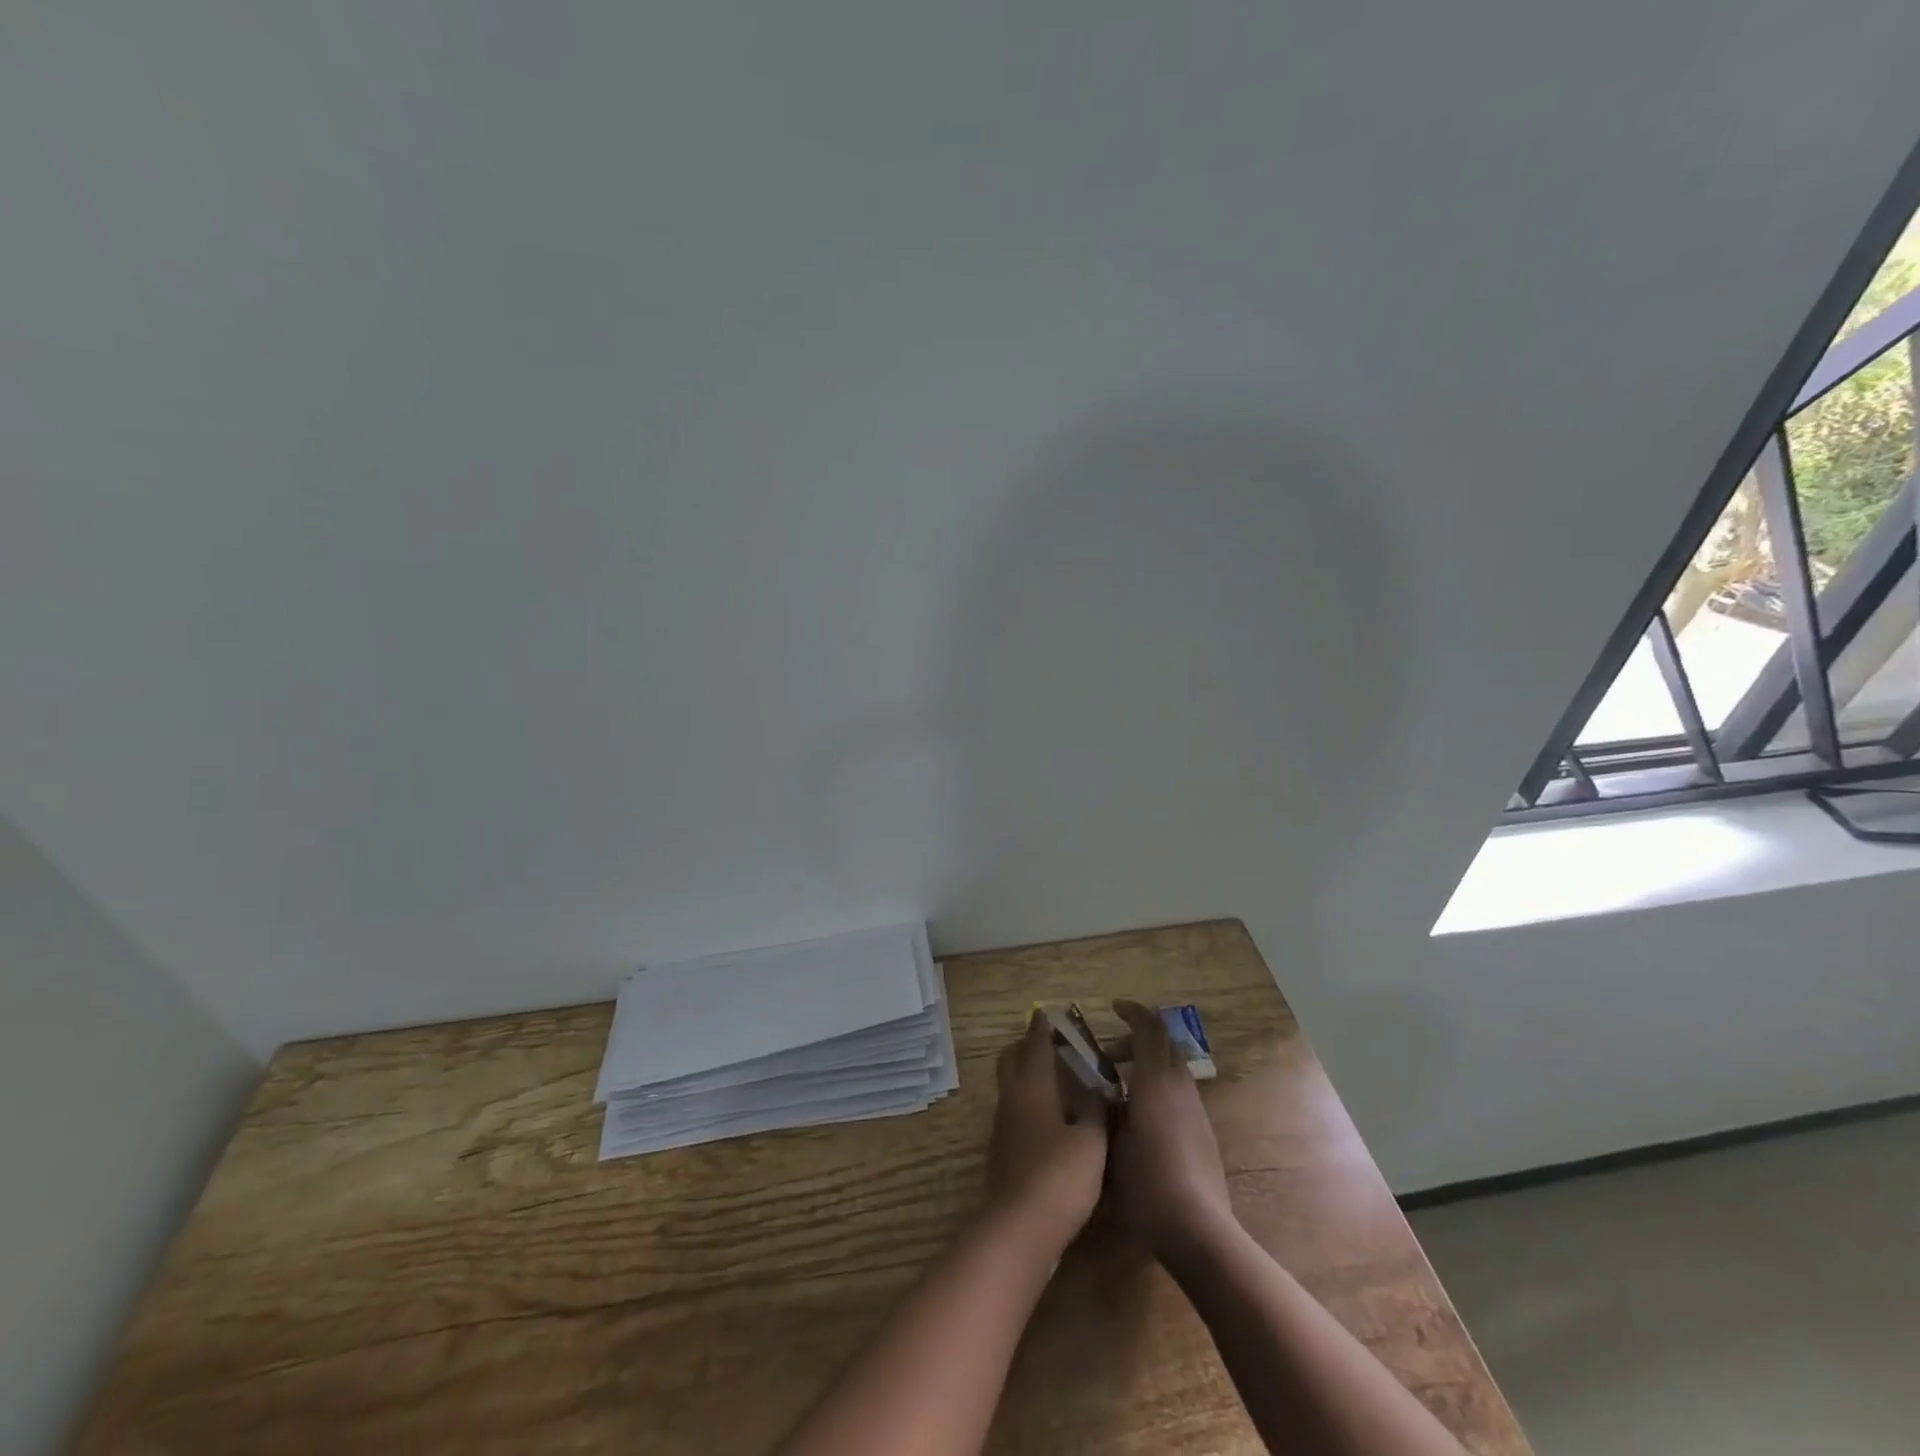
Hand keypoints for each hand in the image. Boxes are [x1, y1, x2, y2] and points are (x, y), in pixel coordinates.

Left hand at [984, 1011, 1109, 1246]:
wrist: (1019, 1230)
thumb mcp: (1091, 1141)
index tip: (1052, 1013)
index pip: (1035, 1043)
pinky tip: (1053, 1117)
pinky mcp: (1003, 1150)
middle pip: (1011, 1058)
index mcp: (1033, 1085)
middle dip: (1028, 1046)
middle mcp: (1012, 1097)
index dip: (1043, 1026)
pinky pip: (1015, 1109)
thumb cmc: (1059, 1177)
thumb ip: (1094, 1109)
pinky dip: (1030, 1101)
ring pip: (1011, 1084)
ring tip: (1060, 1080)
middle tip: (1056, 1045)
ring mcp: (1003, 1125)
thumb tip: (1096, 1086)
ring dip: (1029, 1074)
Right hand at [1109, 999, 1233, 1255]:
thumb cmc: (1147, 1183)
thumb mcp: (1112, 1144)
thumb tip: (1104, 1095)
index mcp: (1155, 1081)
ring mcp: (1196, 1111)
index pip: (1149, 1028)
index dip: (1132, 1012)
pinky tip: (1140, 1120)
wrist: (1198, 1230)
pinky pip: (1179, 1094)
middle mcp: (1180, 1088)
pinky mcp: (1204, 1134)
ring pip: (1173, 1070)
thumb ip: (1108, 1111)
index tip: (1114, 1008)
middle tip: (1109, 1056)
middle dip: (1137, 1041)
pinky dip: (1158, 1089)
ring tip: (1121, 1090)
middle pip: (1164, 1045)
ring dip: (1148, 1067)